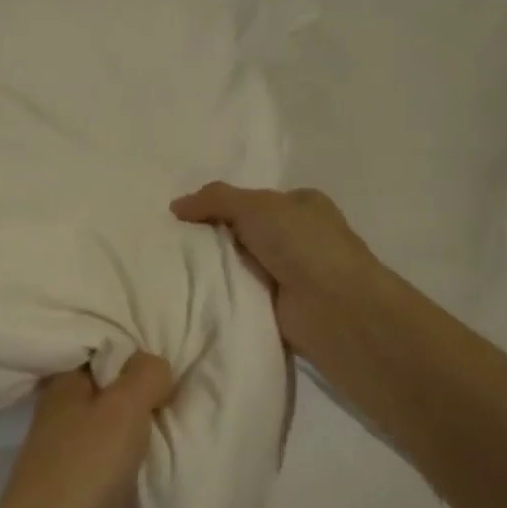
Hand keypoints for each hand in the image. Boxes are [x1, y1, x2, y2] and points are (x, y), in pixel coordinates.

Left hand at [0, 354, 173, 507]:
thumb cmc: (84, 468)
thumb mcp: (123, 409)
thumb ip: (145, 376)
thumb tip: (154, 363)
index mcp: (64, 384)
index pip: (101, 353)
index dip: (135, 356)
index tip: (170, 367)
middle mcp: (58, 411)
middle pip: (107, 390)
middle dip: (140, 394)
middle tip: (178, 399)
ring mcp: (60, 450)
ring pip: (107, 427)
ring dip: (135, 431)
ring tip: (170, 432)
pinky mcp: (69, 485)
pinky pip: (106, 460)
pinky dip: (127, 461)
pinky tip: (147, 467)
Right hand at [171, 183, 378, 361]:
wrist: (334, 309)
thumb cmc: (302, 244)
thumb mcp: (255, 206)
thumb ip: (214, 199)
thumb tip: (175, 206)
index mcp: (302, 206)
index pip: (252, 201)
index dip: (219, 206)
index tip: (183, 217)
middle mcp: (298, 238)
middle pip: (242, 233)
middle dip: (212, 238)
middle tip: (172, 243)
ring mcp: (289, 274)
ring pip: (238, 265)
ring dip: (213, 268)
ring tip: (172, 268)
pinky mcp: (278, 306)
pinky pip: (239, 294)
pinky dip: (221, 294)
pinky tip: (192, 294)